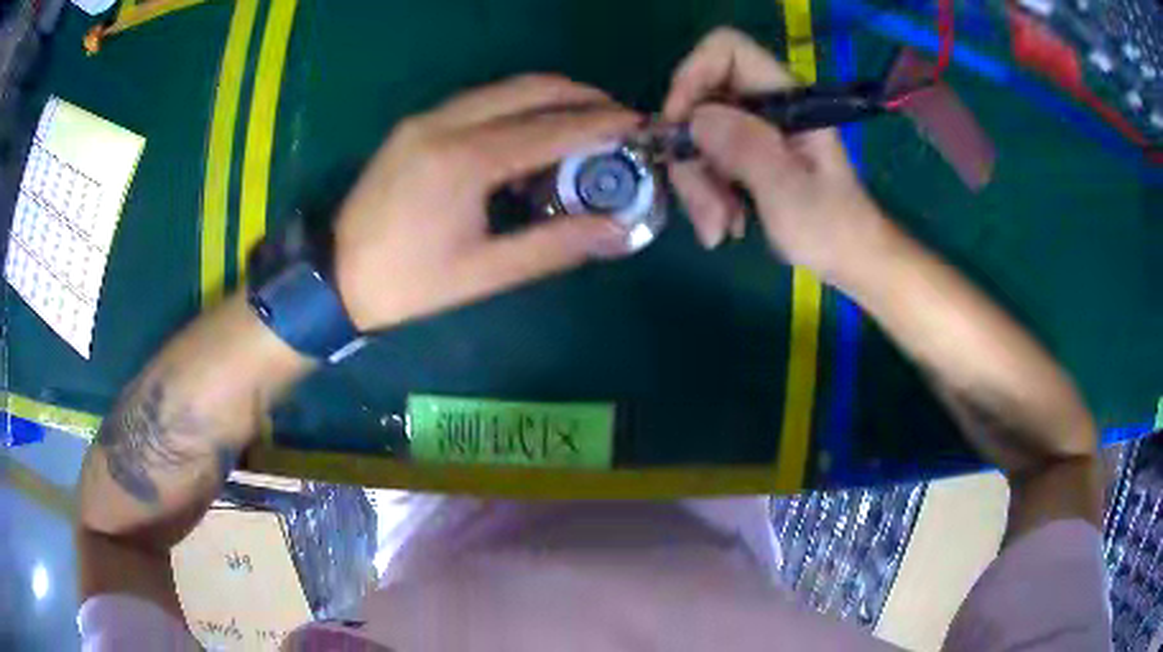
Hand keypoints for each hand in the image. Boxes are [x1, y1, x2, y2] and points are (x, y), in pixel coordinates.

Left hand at [334, 75, 640, 329]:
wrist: (334, 278)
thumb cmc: (409, 284)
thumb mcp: (485, 273)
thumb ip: (554, 245)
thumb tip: (616, 230)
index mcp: (464, 160)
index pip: (549, 128)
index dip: (600, 123)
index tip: (638, 122)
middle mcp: (445, 123)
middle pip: (528, 89)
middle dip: (580, 96)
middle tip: (617, 116)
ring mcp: (425, 119)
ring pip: (502, 89)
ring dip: (548, 97)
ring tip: (584, 119)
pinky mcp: (414, 125)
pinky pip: (479, 101)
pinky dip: (516, 106)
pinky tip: (532, 130)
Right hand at [664, 28, 886, 279]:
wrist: (851, 259)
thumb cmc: (831, 227)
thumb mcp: (788, 190)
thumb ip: (746, 148)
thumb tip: (695, 118)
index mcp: (786, 98)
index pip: (727, 51)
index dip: (693, 76)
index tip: (680, 126)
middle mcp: (765, 106)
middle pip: (701, 102)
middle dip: (693, 156)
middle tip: (706, 209)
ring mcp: (754, 131)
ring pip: (697, 138)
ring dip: (698, 186)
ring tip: (720, 229)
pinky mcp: (746, 156)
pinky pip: (705, 162)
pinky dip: (706, 196)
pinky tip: (725, 226)